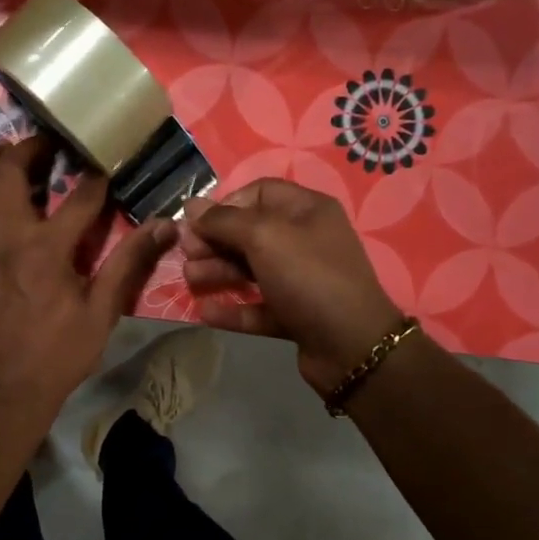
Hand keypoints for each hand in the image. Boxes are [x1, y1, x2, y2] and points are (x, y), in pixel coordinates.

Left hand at [0, 138, 176, 439]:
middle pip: (7, 174)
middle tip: (43, 146)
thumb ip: (129, 262)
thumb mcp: (103, 311)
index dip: (96, 178)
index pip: (79, 197)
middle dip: (27, 150)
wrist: (8, 395)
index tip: (104, 165)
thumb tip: (164, 225)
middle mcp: (3, 240)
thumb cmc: (60, 354)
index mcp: (46, 249)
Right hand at [183, 179, 404, 395]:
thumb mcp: (264, 237)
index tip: (198, 223)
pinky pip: (258, 306)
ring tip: (190, 281)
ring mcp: (302, 280)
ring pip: (250, 270)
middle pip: (250, 233)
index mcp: (307, 210)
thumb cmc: (308, 277)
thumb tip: (191, 206)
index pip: (259, 193)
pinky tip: (205, 313)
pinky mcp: (295, 315)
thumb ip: (224, 220)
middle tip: (187, 254)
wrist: (352, 346)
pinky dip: (232, 308)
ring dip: (217, 272)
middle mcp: (306, 240)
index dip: (225, 205)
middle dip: (215, 242)